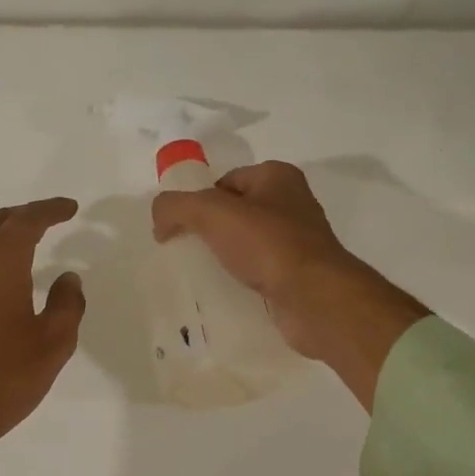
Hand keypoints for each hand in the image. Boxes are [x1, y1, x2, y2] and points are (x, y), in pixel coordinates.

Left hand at [0, 198, 84, 475]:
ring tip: (23, 249)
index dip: (51, 210)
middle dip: (24, 218)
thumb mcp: (52, 344)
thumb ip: (67, 305)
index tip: (70, 208)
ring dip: (0, 240)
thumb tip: (68, 279)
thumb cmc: (0, 378)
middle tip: (48, 220)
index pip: (28, 220)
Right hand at [151, 162, 426, 408]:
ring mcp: (297, 243)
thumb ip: (176, 206)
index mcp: (277, 177)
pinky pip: (259, 273)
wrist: (315, 298)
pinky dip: (241, 282)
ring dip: (225, 258)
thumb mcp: (211, 212)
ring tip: (201, 276)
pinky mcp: (297, 277)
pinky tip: (225, 294)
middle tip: (185, 252)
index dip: (198, 201)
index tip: (178, 227)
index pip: (225, 181)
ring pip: (247, 245)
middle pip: (235, 214)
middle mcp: (292, 204)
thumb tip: (159, 218)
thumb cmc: (268, 244)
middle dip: (209, 231)